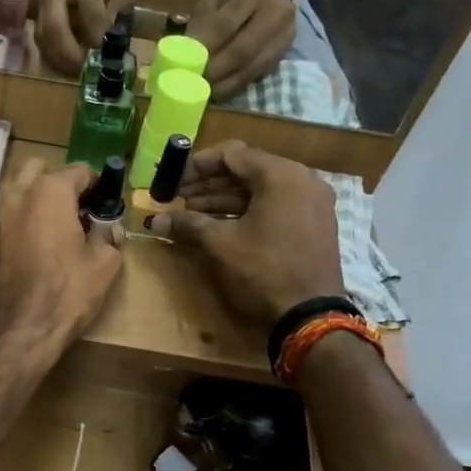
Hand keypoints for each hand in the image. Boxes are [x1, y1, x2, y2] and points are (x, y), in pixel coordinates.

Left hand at [0, 158, 123, 346]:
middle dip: (58, 181)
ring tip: (58, 223)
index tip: (105, 203)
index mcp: (50, 192)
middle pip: (39, 169)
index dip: (97, 185)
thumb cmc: (68, 291)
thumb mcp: (104, 264)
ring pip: (18, 188)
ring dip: (37, 196)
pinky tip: (39, 241)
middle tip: (76, 206)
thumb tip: (109, 229)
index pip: (79, 171)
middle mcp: (18, 194)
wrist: (22, 328)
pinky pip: (9, 214)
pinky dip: (24, 217)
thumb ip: (109, 237)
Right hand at [35, 0, 134, 76]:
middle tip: (85, 70)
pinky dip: (51, 55)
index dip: (98, 38)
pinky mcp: (31, 10)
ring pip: (42, 36)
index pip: (90, 12)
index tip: (105, 54)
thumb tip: (110, 40)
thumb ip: (119, 7)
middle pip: (54, 28)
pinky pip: (38, 38)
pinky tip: (65, 62)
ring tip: (76, 70)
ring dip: (58, 59)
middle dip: (70, 56)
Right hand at [149, 141, 340, 332]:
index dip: (197, 165)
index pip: (232, 154)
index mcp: (281, 175)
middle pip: (247, 170)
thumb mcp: (221, 244)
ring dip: (224, 198)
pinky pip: (275, 205)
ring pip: (260, 190)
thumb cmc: (263, 271)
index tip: (172, 179)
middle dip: (209, 184)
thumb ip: (189, 224)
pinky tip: (219, 225)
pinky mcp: (314, 224)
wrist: (310, 316)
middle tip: (178, 198)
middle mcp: (302, 180)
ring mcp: (312, 203)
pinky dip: (247, 211)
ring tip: (191, 213)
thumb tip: (156, 221)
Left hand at [188, 0, 297, 98]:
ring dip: (226, 83)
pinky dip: (237, 84)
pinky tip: (220, 91)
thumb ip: (201, 22)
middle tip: (194, 84)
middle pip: (242, 49)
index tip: (186, 66)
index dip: (205, 48)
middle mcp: (277, 10)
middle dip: (216, 70)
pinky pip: (259, 73)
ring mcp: (286, 33)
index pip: (225, 24)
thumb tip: (185, 54)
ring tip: (204, 92)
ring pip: (252, 66)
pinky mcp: (286, 51)